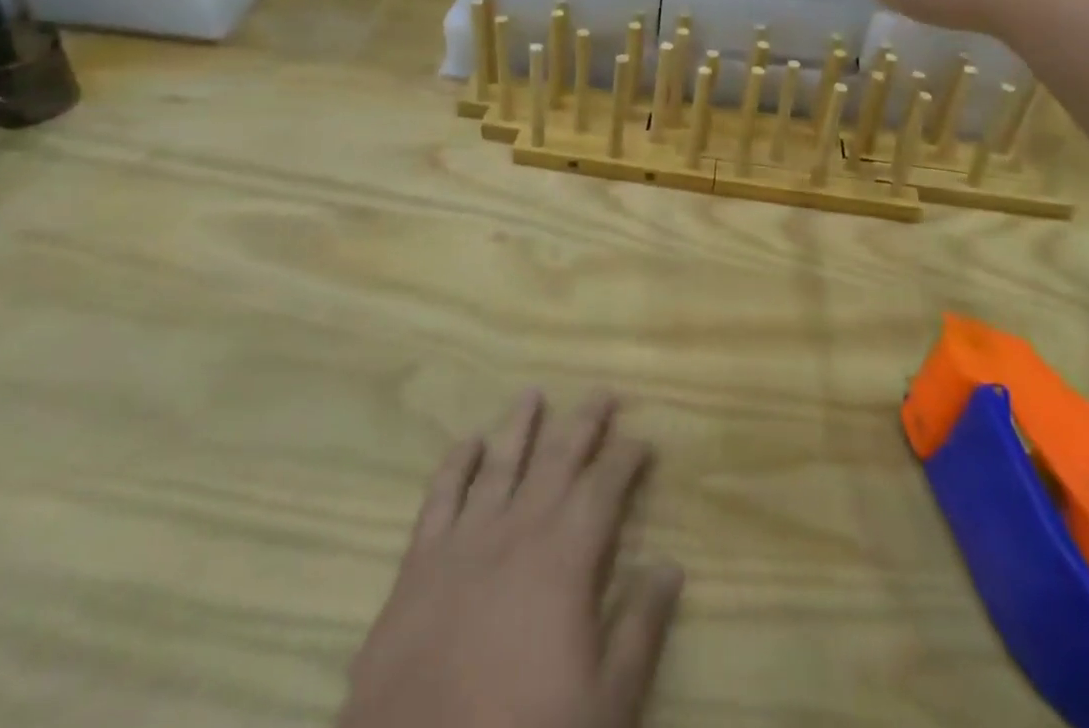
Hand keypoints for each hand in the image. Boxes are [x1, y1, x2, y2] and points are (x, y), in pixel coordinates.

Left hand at [340, 390, 681, 727]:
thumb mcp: (605, 706)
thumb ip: (640, 629)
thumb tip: (670, 565)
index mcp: (566, 558)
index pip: (605, 487)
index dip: (627, 458)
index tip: (643, 439)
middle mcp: (518, 531)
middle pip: (557, 458)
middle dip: (584, 422)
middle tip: (602, 393)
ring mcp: (464, 542)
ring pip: (500, 463)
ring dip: (520, 425)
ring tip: (534, 393)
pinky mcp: (418, 565)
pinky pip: (440, 497)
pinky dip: (456, 464)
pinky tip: (467, 442)